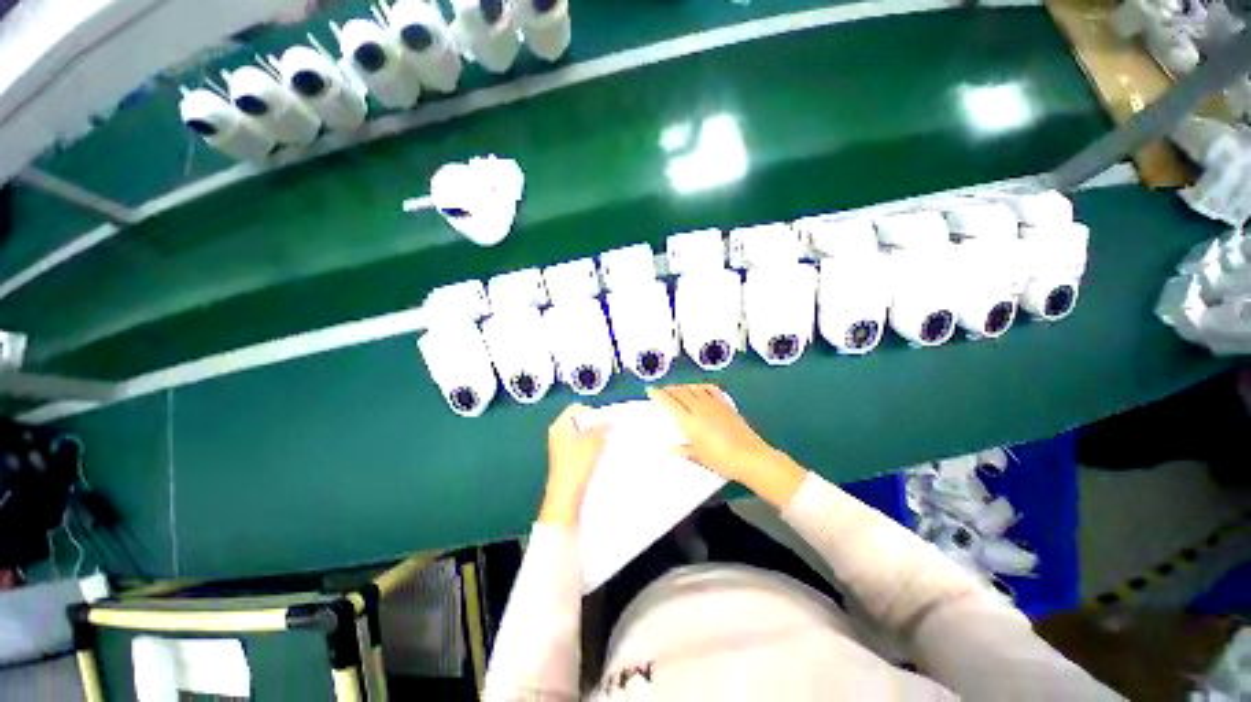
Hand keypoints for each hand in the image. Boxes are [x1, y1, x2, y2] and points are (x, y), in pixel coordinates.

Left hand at [539, 403, 607, 524]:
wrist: (565, 495)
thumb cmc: (574, 468)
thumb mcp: (593, 443)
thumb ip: (602, 427)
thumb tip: (610, 418)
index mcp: (560, 425)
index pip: (578, 408)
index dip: (592, 412)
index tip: (603, 421)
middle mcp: (557, 432)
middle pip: (579, 420)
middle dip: (594, 424)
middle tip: (605, 431)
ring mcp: (560, 445)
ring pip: (581, 432)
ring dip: (593, 435)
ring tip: (602, 444)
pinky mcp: (565, 456)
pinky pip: (580, 443)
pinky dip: (589, 445)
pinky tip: (596, 454)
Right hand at [647, 384, 806, 507]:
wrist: (748, 456)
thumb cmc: (720, 459)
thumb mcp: (696, 456)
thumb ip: (679, 449)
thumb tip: (664, 449)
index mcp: (688, 420)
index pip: (669, 402)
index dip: (658, 394)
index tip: (651, 390)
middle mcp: (699, 408)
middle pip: (680, 391)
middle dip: (669, 388)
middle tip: (663, 390)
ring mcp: (713, 403)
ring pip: (694, 388)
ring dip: (683, 386)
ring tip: (678, 388)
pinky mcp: (725, 403)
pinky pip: (710, 389)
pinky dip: (701, 386)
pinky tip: (699, 388)